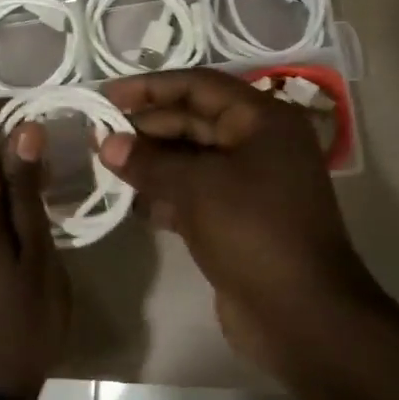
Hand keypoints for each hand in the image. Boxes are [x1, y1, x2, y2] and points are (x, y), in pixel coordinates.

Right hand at [97, 69, 380, 365]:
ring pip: (192, 160)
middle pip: (194, 121)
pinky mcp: (238, 219)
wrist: (301, 313)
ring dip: (151, 162)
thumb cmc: (253, 231)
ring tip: (106, 166)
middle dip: (146, 128)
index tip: (107, 96)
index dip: (151, 87)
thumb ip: (149, 161)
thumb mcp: (197, 187)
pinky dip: (165, 195)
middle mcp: (259, 144)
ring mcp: (251, 184)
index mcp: (263, 120)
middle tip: (97, 137)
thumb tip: (107, 143)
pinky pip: (195, 194)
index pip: (199, 86)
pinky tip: (132, 204)